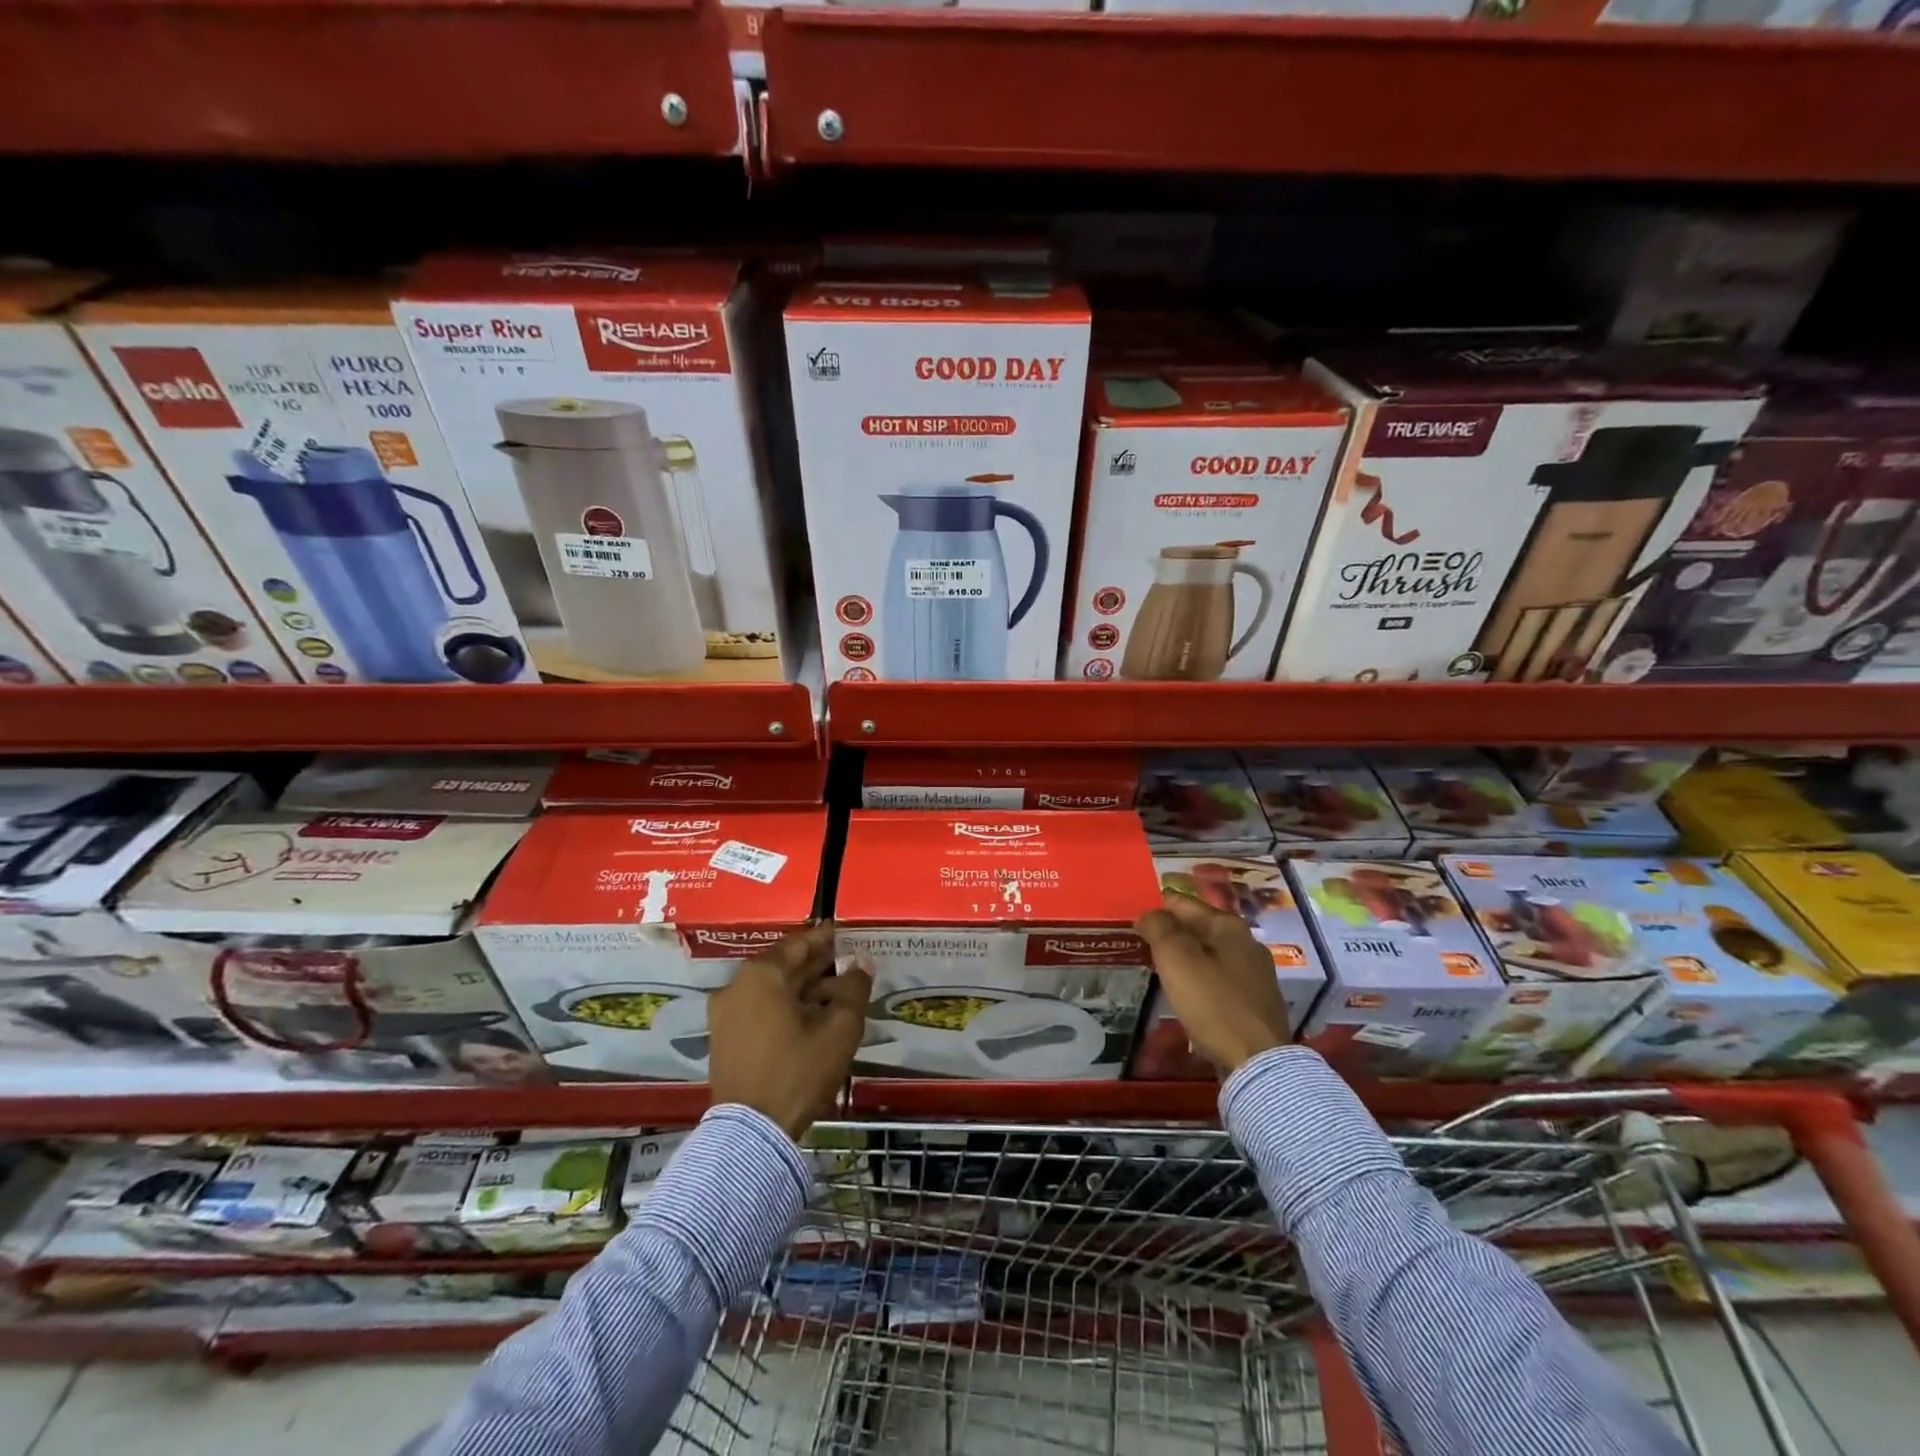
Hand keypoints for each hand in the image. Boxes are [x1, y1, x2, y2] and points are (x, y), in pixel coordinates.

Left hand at [707, 921, 871, 1138]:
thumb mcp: (839, 1029)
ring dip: (803, 989)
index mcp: (761, 975)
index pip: (798, 944)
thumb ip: (854, 989)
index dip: (825, 938)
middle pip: (783, 966)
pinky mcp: (724, 1040)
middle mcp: (737, 987)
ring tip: (836, 996)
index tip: (844, 933)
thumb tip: (862, 963)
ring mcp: (725, 1015)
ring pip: (771, 990)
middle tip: (846, 964)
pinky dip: (784, 1007)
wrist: (752, 1133)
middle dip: (816, 965)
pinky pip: (759, 1010)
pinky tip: (811, 1019)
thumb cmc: (798, 1071)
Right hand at [1136, 889, 1288, 1075]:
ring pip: (1210, 953)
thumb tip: (1149, 913)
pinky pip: (1219, 978)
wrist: (1257, 1062)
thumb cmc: (1213, 1004)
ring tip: (1160, 966)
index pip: (1183, 903)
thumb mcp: (1177, 960)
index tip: (1135, 918)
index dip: (1157, 908)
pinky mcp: (1256, 1002)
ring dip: (1186, 956)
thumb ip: (1159, 929)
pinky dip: (1200, 978)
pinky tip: (1187, 991)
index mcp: (1228, 926)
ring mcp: (1255, 974)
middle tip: (1143, 942)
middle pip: (1199, 927)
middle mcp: (1247, 943)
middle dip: (1172, 932)